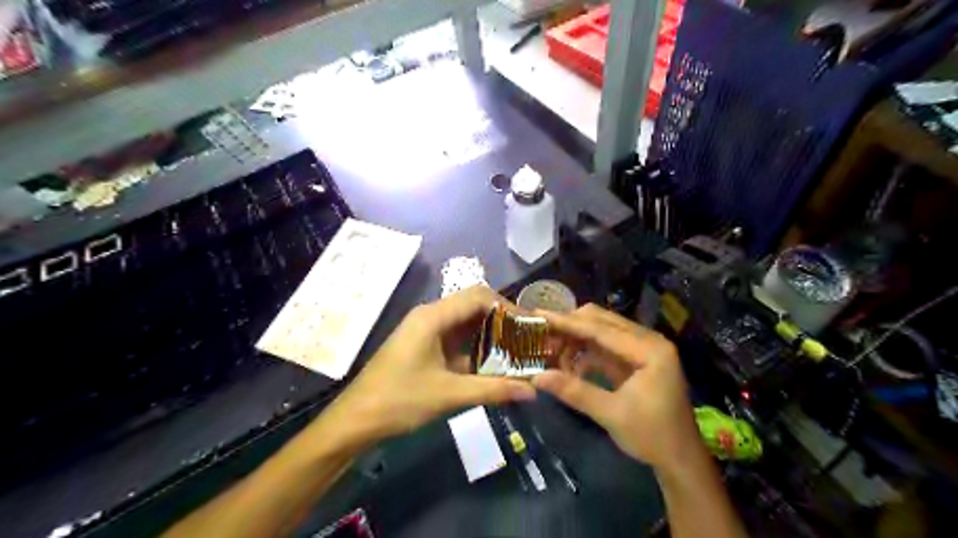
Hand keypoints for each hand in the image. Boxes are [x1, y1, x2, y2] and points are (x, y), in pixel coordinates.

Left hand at [319, 286, 530, 444]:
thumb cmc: (399, 401)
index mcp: (432, 317)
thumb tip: (532, 390)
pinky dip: (476, 345)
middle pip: (473, 304)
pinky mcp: (423, 345)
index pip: (478, 296)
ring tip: (517, 348)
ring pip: (465, 321)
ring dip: (490, 332)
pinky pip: (455, 337)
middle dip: (501, 318)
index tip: (530, 325)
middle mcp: (429, 316)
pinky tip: (493, 361)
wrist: (355, 420)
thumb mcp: (450, 395)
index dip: (507, 306)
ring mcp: (425, 330)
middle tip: (527, 337)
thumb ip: (493, 389)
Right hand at [535, 304, 702, 471]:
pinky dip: (585, 352)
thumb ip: (574, 391)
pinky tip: (567, 363)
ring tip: (549, 349)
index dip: (568, 322)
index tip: (539, 314)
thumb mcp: (611, 414)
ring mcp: (643, 349)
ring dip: (576, 339)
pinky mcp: (636, 360)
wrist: (680, 460)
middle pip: (602, 321)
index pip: (602, 328)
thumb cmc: (652, 437)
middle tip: (540, 332)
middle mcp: (648, 341)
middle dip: (570, 327)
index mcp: (650, 349)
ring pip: (602, 332)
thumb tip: (537, 377)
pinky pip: (605, 347)